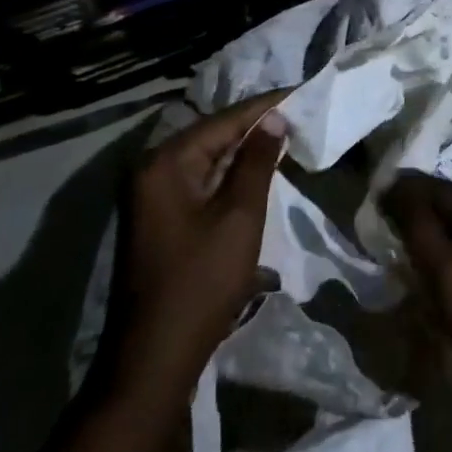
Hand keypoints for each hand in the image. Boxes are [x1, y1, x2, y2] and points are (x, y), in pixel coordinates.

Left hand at [108, 91, 287, 386]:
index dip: (264, 106)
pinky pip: (201, 183)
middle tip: (297, 113)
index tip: (300, 91)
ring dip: (244, 152)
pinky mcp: (161, 221)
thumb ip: (257, 161)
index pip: (223, 120)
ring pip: (207, 161)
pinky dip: (230, 176)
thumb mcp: (239, 216)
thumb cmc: (201, 282)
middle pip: (212, 136)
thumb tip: (274, 118)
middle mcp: (152, 171)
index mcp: (165, 163)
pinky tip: (258, 173)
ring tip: (285, 136)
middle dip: (255, 126)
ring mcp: (152, 198)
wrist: (154, 359)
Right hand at [380, 172, 451, 411]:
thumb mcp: (445, 272)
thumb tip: (394, 184)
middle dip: (422, 218)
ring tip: (409, 257)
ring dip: (437, 237)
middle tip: (390, 239)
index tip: (375, 212)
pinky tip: (439, 273)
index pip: (441, 189)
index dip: (405, 198)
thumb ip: (417, 223)